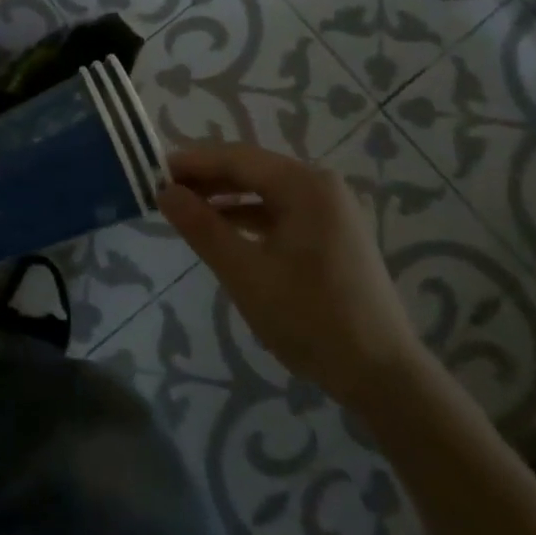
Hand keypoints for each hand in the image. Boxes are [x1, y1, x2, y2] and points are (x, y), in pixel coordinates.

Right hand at [159, 143, 426, 411]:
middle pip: (250, 170)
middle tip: (162, 191)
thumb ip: (202, 227)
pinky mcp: (330, 234)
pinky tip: (220, 230)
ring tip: (183, 209)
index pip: (235, 158)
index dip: (191, 162)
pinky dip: (247, 217)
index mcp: (304, 185)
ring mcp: (329, 210)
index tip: (151, 171)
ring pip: (263, 190)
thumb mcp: (245, 273)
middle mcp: (319, 186)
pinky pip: (278, 211)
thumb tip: (164, 191)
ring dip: (223, 197)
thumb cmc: (311, 319)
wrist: (384, 376)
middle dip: (206, 178)